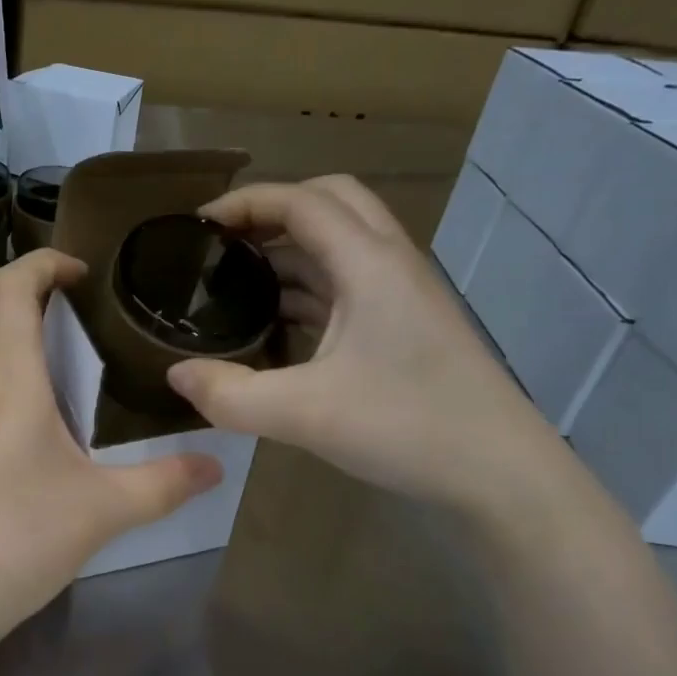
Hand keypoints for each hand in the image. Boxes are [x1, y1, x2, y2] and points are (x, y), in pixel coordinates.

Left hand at [0, 248, 223, 648]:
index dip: (41, 263)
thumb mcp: (103, 511)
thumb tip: (216, 467)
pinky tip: (16, 424)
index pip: (9, 289)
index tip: (78, 274)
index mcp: (8, 382)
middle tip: (56, 318)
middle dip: (7, 293)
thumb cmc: (19, 541)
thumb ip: (164, 483)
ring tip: (43, 368)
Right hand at [165, 176, 561, 517]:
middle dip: (274, 211)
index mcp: (369, 264)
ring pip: (342, 245)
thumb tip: (176, 374)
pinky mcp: (405, 325)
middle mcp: (389, 264)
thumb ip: (230, 395)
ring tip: (238, 281)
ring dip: (291, 251)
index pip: (302, 201)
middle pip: (332, 202)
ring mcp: (402, 295)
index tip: (198, 225)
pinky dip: (308, 288)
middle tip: (226, 242)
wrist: (500, 474)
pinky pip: (348, 284)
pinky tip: (276, 325)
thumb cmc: (408, 428)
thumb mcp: (304, 415)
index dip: (246, 202)